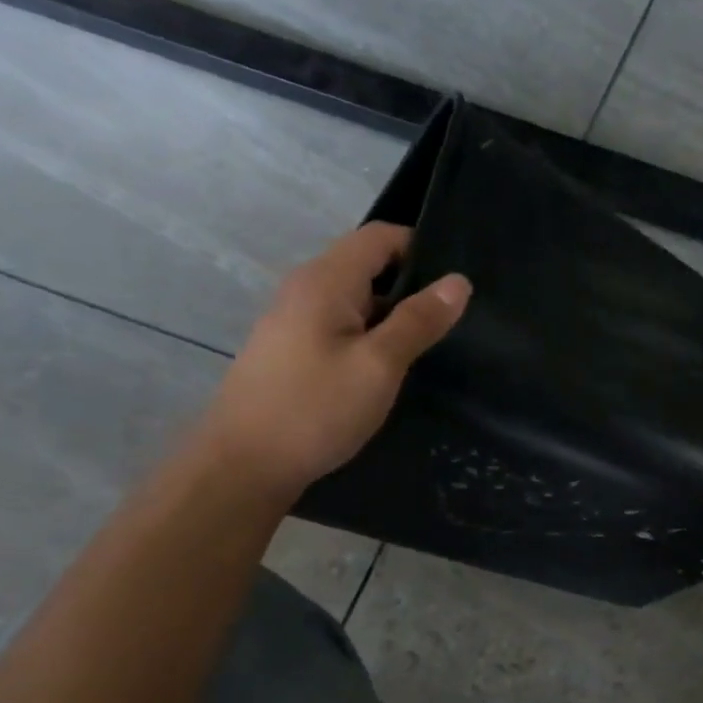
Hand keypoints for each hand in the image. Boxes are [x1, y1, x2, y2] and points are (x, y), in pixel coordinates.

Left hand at [199, 223, 470, 496]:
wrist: (243, 466)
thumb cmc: (315, 409)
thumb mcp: (379, 364)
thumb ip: (419, 320)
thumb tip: (458, 281)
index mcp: (325, 280)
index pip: (381, 236)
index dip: (422, 248)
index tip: (456, 284)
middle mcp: (305, 289)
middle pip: (368, 265)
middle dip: (412, 286)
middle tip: (453, 320)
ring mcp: (294, 320)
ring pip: (357, 300)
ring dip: (392, 316)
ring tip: (430, 346)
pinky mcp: (292, 350)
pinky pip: (341, 326)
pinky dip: (371, 337)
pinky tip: (389, 369)